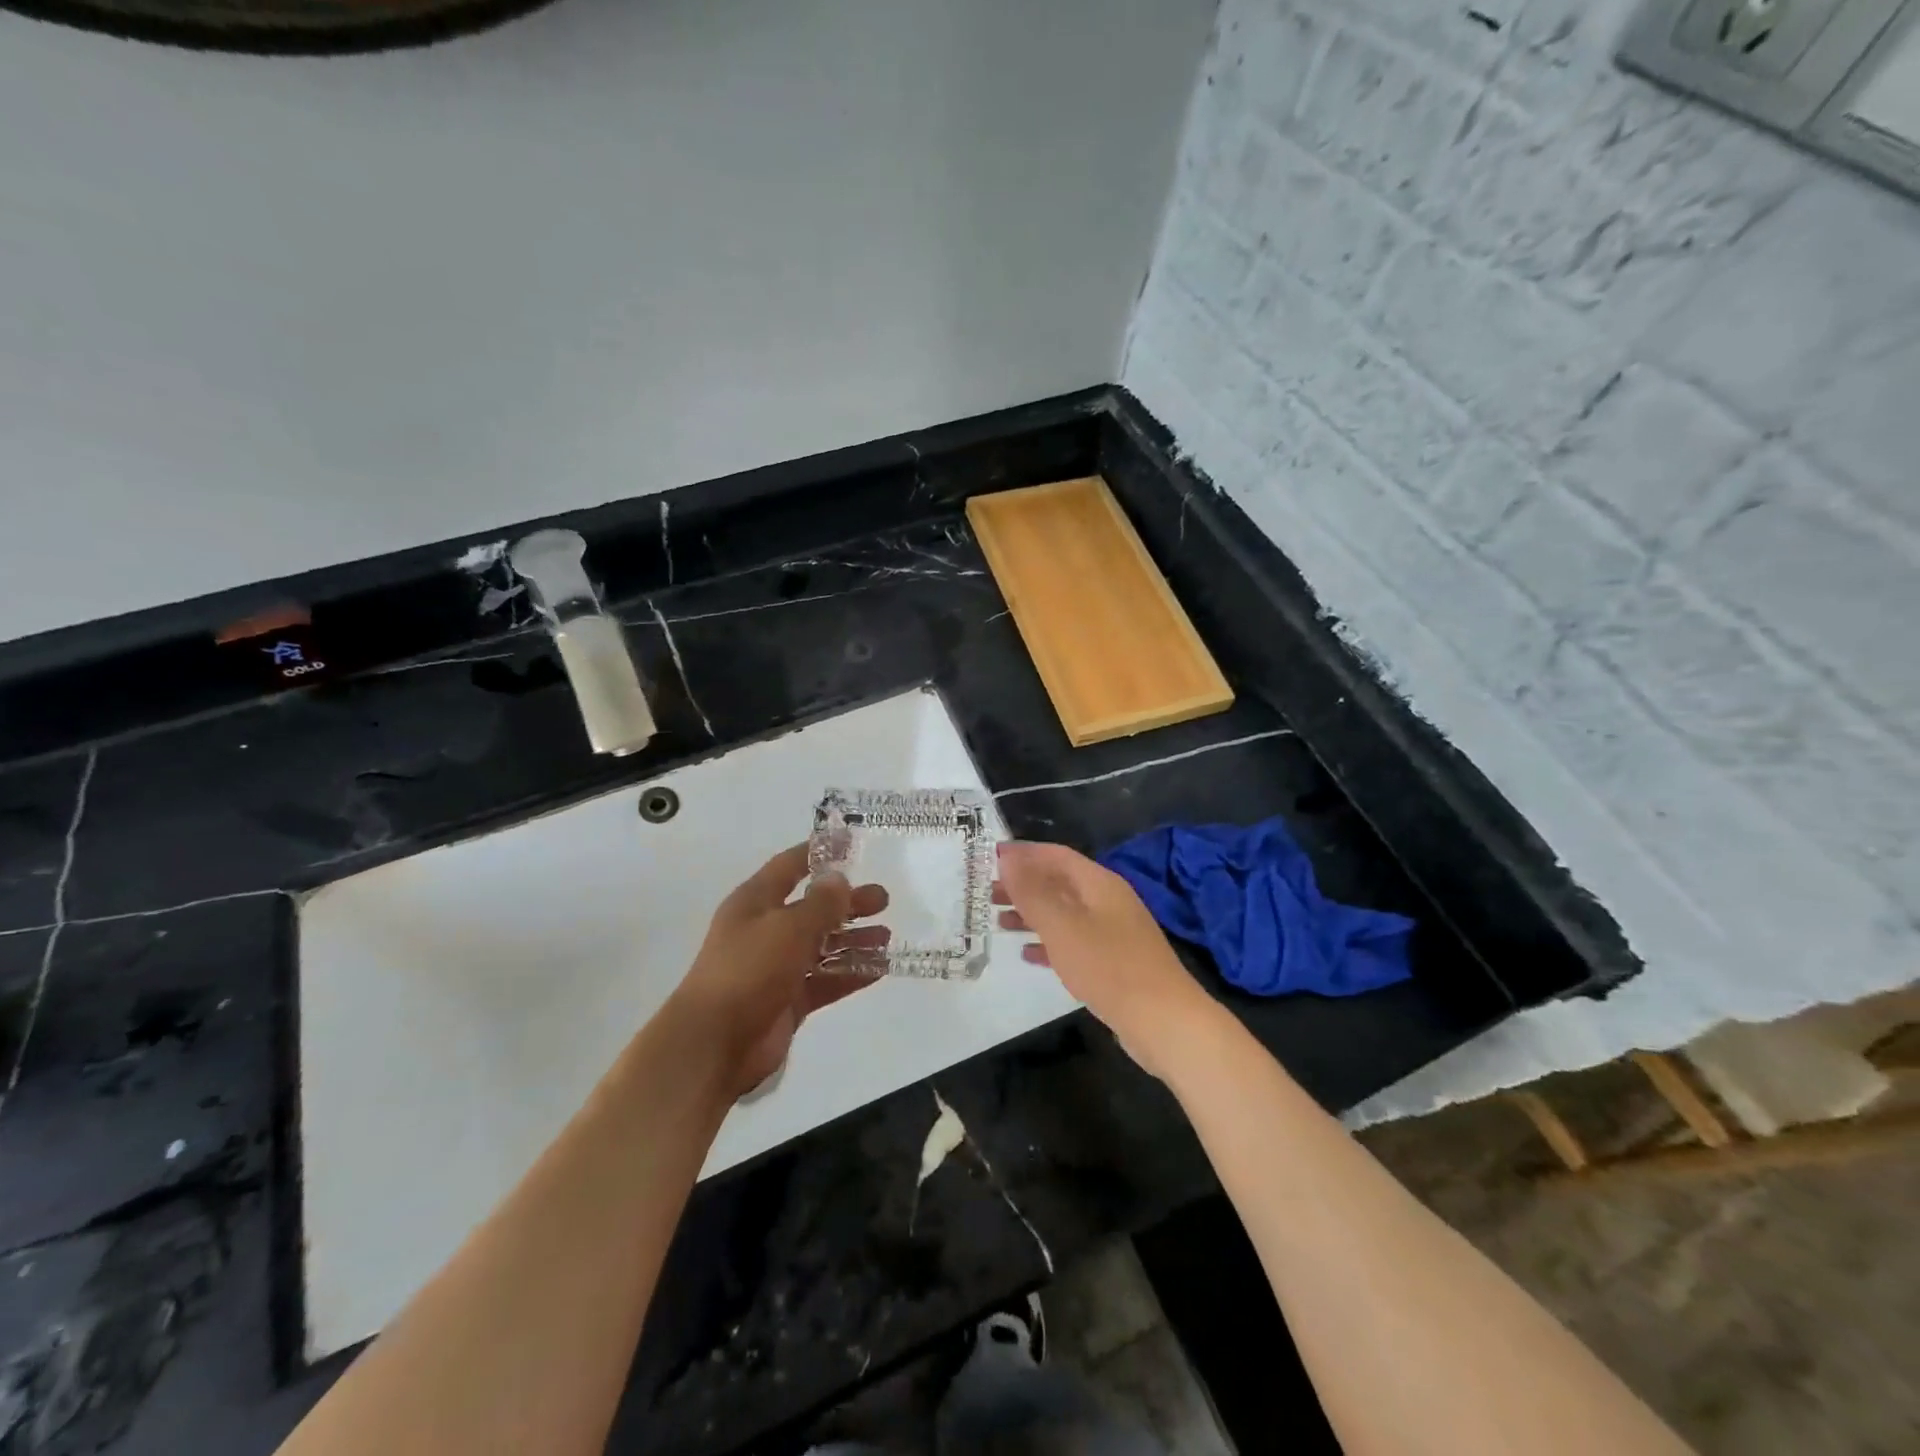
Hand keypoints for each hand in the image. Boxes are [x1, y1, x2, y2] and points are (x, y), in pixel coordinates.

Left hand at [671, 844, 886, 1098]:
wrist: (714, 1043)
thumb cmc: (748, 970)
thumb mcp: (788, 927)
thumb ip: (820, 903)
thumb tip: (839, 878)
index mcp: (755, 902)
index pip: (789, 867)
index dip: (818, 854)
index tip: (850, 843)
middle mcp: (765, 930)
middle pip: (812, 908)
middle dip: (847, 903)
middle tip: (883, 899)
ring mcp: (776, 967)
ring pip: (822, 946)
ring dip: (853, 940)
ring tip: (887, 937)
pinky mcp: (788, 1000)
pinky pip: (825, 980)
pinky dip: (850, 974)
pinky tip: (879, 969)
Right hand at [995, 841, 1220, 1078]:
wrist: (1164, 1021)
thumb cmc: (1109, 966)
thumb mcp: (1063, 926)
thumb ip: (1032, 892)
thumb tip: (1008, 858)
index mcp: (1099, 883)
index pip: (1055, 855)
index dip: (1022, 854)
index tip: (988, 859)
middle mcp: (1107, 900)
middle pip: (1058, 882)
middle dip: (1022, 885)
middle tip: (985, 893)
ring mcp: (1113, 932)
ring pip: (1064, 913)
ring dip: (1031, 913)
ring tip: (997, 921)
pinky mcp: (1114, 962)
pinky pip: (1073, 941)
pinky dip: (1049, 942)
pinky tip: (1027, 954)